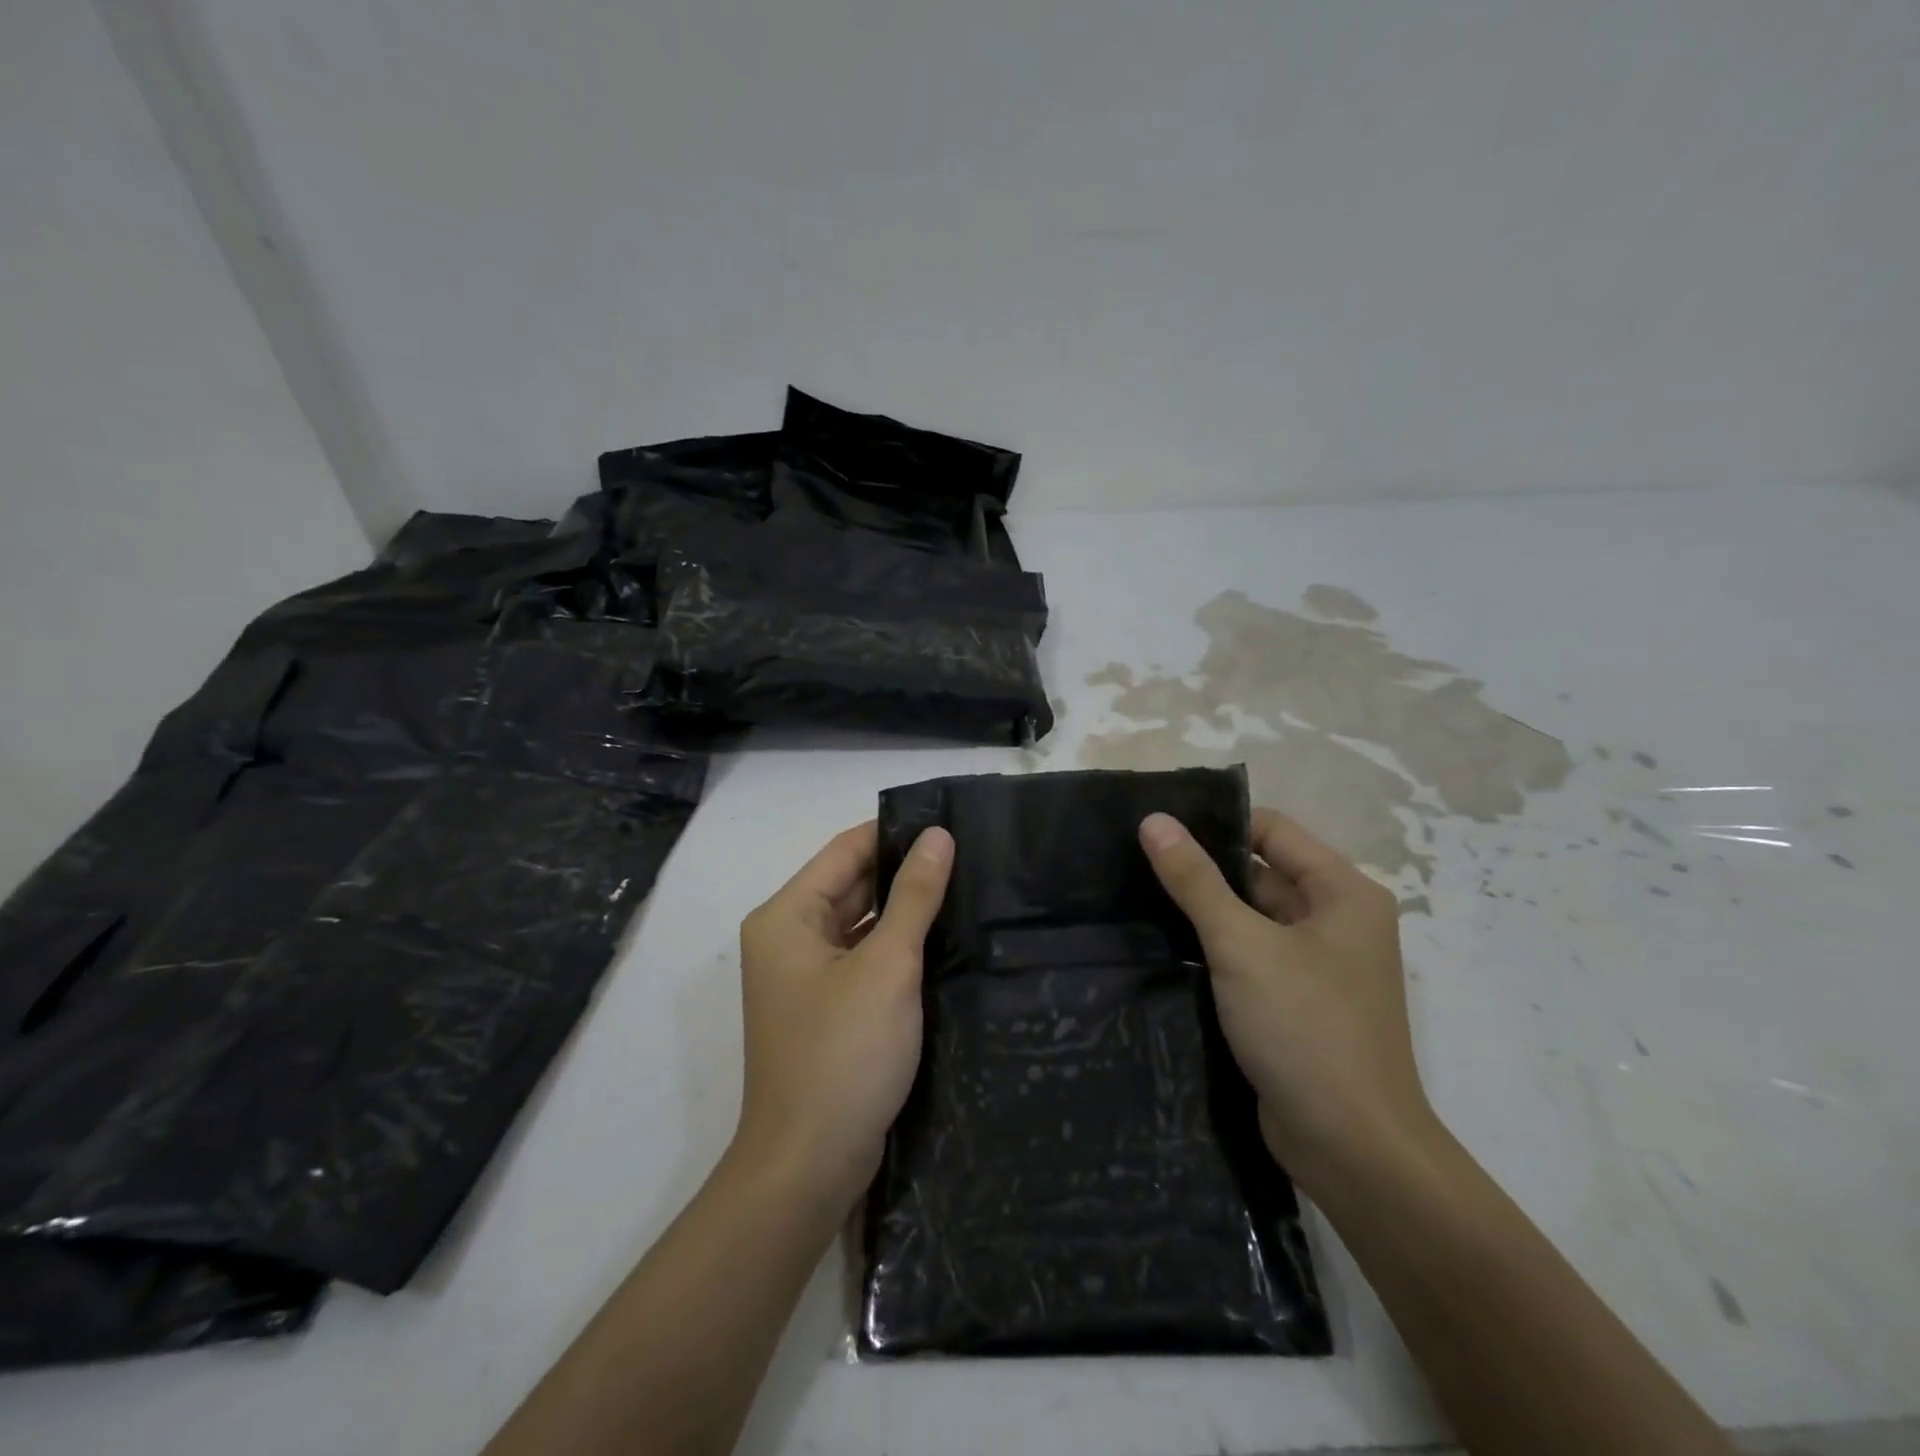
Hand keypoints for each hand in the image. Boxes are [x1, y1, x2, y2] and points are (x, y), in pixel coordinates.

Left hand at [733, 820, 953, 1210]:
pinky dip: (897, 949)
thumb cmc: (843, 1054)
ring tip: (965, 887)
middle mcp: (788, 939)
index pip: (845, 851)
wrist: (809, 1167)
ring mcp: (806, 978)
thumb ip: (914, 897)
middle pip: (851, 885)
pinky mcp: (827, 1010)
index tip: (948, 821)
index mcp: (787, 917)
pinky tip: (944, 940)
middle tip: (968, 853)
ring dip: (904, 911)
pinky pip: (864, 960)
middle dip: (904, 872)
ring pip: (860, 924)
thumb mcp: (887, 966)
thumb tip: (938, 835)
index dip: (894, 832)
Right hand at [1138, 807, 1433, 1185]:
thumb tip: (1153, 820)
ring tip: (1137, 896)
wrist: (1352, 1150)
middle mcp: (1335, 920)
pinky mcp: (1294, 1001)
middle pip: (1260, 873)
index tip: (1158, 829)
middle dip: (1204, 869)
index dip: (1217, 824)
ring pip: (1251, 917)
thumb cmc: (1306, 1029)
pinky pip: (1250, 956)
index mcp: (1342, 892)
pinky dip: (1214, 948)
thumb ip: (1196, 880)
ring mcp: (1316, 964)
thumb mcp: (1242, 945)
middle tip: (1135, 862)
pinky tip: (1163, 944)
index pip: (1272, 831)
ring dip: (1204, 911)